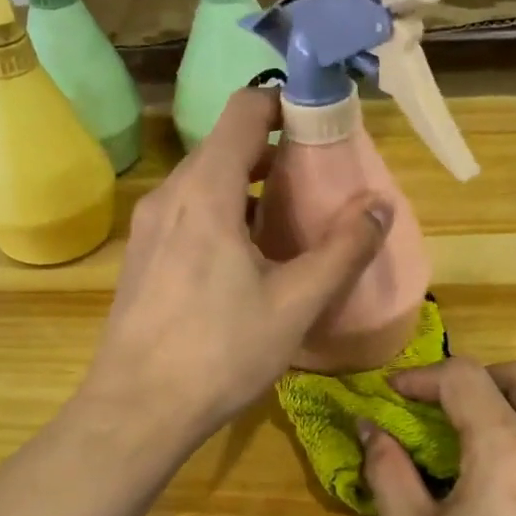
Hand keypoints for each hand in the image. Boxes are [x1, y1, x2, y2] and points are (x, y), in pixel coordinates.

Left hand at [81, 88, 391, 449]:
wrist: (135, 410)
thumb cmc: (219, 353)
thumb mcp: (295, 304)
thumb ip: (343, 250)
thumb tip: (380, 203)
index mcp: (206, 191)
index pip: (244, 110)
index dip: (285, 105)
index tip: (322, 129)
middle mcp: (169, 196)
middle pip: (224, 146)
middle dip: (273, 154)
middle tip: (317, 184)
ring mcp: (147, 228)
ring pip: (202, 183)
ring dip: (247, 189)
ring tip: (286, 227)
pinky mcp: (140, 258)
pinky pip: (185, 215)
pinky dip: (219, 216)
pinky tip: (243, 263)